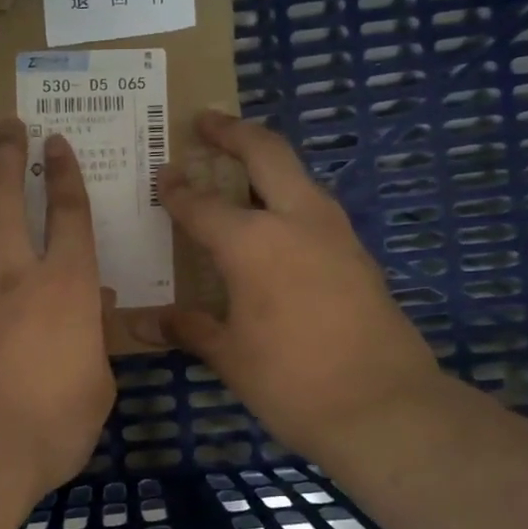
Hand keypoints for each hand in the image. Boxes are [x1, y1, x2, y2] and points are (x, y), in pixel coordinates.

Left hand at [0, 117, 114, 497]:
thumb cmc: (54, 420)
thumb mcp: (97, 387)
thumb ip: (91, 348)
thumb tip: (87, 324)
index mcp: (67, 285)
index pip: (70, 214)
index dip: (65, 174)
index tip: (55, 142)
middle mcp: (14, 275)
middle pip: (3, 199)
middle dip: (4, 156)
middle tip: (4, 127)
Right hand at [140, 110, 440, 461]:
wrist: (385, 407)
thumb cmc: (291, 381)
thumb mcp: (230, 357)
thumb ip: (188, 329)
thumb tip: (142, 323)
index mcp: (253, 243)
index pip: (202, 205)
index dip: (177, 190)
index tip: (161, 176)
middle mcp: (296, 221)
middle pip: (266, 153)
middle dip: (233, 132)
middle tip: (206, 121)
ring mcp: (336, 233)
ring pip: (298, 176)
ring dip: (267, 161)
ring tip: (239, 167)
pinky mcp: (358, 254)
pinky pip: (315, 207)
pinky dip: (288, 197)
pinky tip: (275, 223)